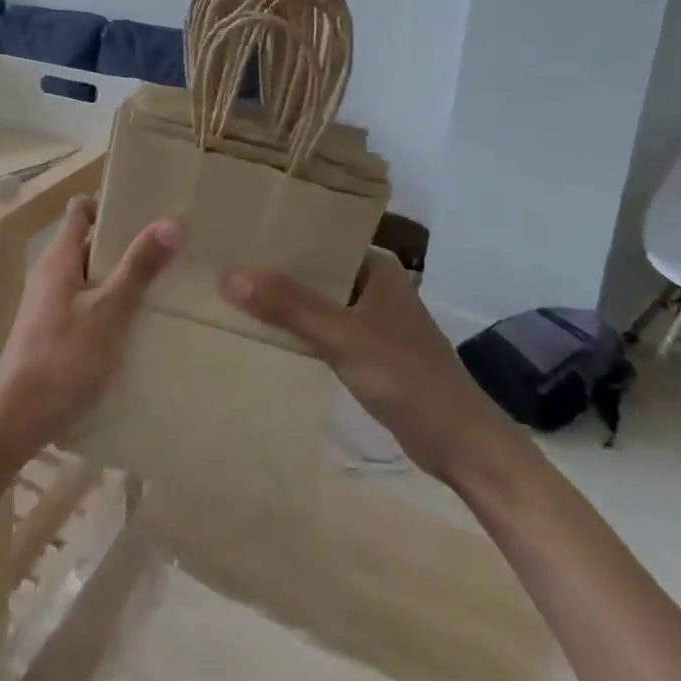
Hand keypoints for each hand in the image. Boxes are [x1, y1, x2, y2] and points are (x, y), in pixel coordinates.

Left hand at [0, 198, 184, 462]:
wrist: (15, 420)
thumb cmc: (62, 360)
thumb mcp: (108, 313)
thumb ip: (138, 269)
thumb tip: (171, 222)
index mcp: (59, 258)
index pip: (82, 210)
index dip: (111, 203)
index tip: (149, 209)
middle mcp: (52, 273)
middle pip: (90, 243)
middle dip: (127, 243)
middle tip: (172, 248)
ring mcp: (51, 304)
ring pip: (91, 277)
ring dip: (122, 278)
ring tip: (167, 285)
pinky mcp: (55, 332)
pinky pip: (88, 305)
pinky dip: (112, 306)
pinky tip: (141, 326)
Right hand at [220, 249, 515, 488]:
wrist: (462, 447)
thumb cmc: (409, 378)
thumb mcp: (343, 337)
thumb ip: (288, 306)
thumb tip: (226, 275)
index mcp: (375, 266)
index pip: (316, 238)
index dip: (275, 237)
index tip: (229, 233)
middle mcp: (371, 284)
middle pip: (311, 270)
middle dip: (271, 270)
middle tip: (218, 262)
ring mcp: (368, 319)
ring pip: (312, 301)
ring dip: (280, 301)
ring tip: (226, 291)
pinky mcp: (364, 350)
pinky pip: (318, 328)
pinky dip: (293, 328)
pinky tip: (258, 329)